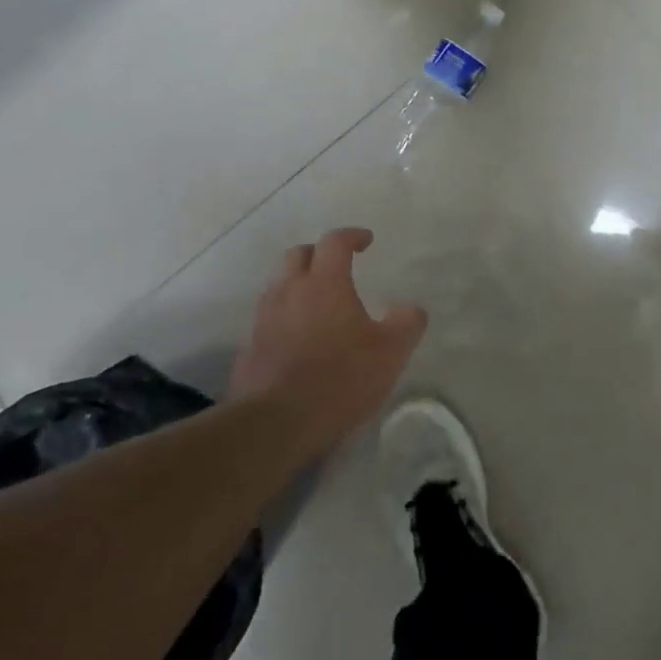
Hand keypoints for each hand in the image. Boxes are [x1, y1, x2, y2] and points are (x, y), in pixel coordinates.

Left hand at [230, 228, 427, 447]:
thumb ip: (406, 323)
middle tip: (336, 266)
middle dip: (318, 254)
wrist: (278, 423)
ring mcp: (264, 319)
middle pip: (297, 255)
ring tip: (317, 303)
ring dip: (297, 285)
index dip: (352, 236)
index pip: (334, 242)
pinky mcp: (250, 348)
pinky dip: (284, 318)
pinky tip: (298, 339)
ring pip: (278, 286)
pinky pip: (268, 319)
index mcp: (324, 283)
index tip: (366, 241)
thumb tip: (410, 309)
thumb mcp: (391, 352)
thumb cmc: (341, 378)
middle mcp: (289, 291)